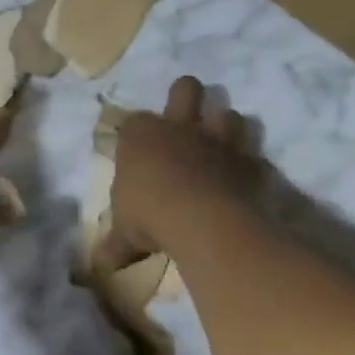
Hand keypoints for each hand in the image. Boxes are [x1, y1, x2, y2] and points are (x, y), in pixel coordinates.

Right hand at [99, 76, 268, 269]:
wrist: (204, 221)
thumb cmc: (150, 215)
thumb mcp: (125, 232)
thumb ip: (116, 243)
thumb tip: (100, 266)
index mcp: (141, 134)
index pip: (134, 121)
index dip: (137, 134)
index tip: (137, 152)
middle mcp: (179, 127)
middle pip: (185, 88)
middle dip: (187, 95)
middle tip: (186, 116)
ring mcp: (218, 140)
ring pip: (229, 114)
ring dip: (226, 127)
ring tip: (222, 145)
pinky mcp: (249, 162)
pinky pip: (254, 156)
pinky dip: (251, 165)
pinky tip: (247, 179)